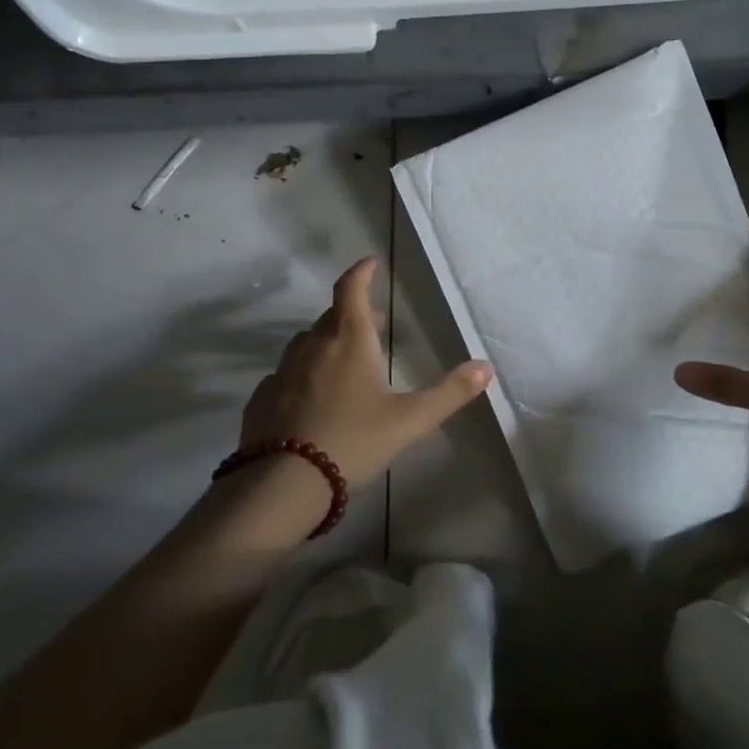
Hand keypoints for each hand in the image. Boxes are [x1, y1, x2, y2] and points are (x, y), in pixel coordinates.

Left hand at [238, 257, 493, 490]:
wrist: (282, 484)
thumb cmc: (353, 441)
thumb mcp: (410, 420)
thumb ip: (449, 393)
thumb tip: (487, 367)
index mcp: (348, 341)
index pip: (350, 290)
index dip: (361, 273)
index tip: (371, 263)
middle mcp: (312, 347)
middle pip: (331, 317)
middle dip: (353, 313)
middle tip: (374, 322)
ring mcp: (282, 373)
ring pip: (307, 345)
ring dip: (327, 342)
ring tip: (344, 360)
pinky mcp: (261, 400)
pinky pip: (286, 375)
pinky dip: (302, 375)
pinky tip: (310, 399)